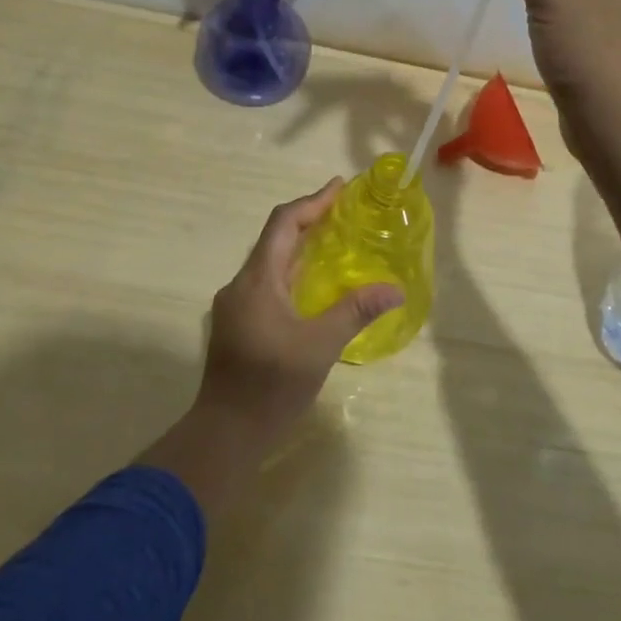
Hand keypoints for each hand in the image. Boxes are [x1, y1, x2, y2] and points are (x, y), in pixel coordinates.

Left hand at [197, 179, 402, 443]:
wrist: (225, 433)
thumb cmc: (271, 385)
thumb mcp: (320, 346)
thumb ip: (356, 312)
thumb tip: (395, 289)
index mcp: (256, 281)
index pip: (282, 224)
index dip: (312, 202)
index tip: (340, 187)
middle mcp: (241, 285)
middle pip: (274, 239)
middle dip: (309, 220)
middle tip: (344, 211)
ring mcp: (236, 306)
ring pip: (270, 262)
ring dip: (300, 246)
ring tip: (335, 241)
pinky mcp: (238, 324)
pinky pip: (268, 283)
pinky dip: (293, 271)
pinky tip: (315, 284)